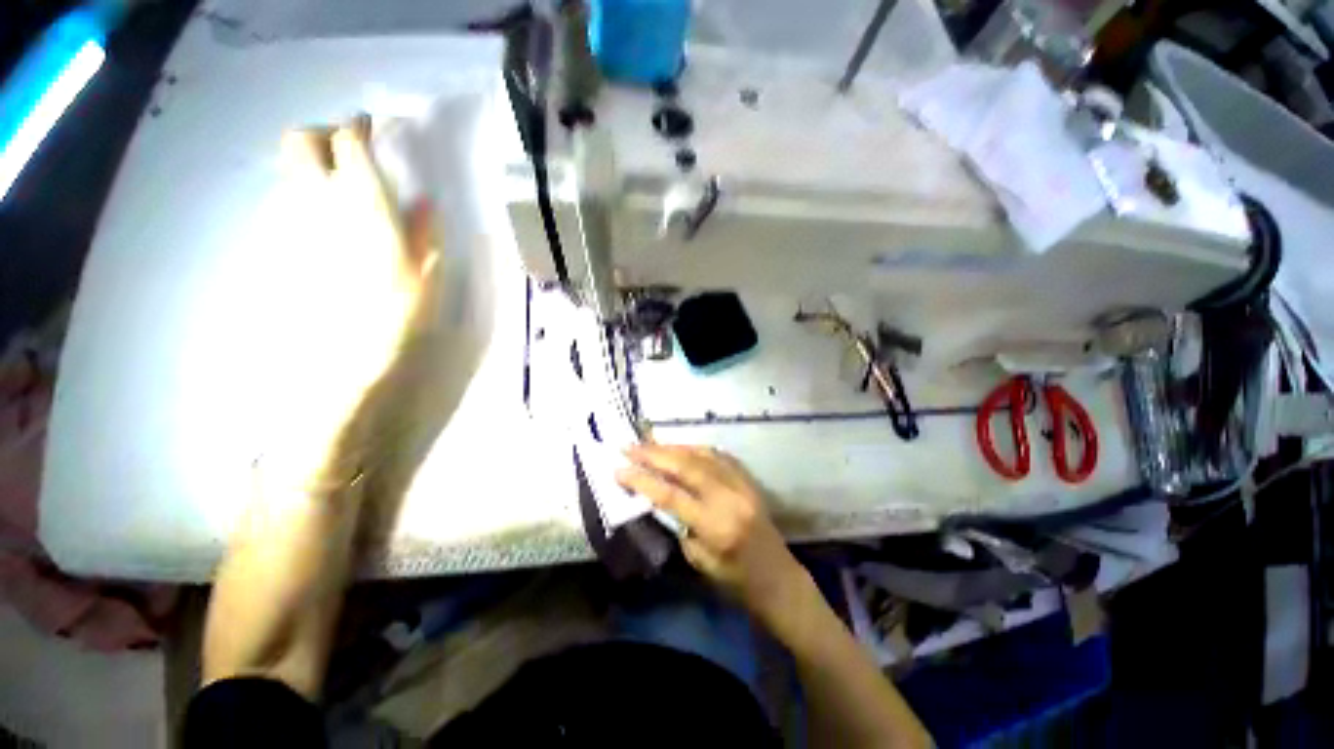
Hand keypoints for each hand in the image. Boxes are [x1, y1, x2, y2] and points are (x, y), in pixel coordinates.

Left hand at [262, 117, 441, 492]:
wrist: (343, 363)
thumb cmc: (396, 320)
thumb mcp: (426, 276)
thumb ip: (424, 232)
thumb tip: (423, 203)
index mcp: (362, 207)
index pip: (349, 142)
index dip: (361, 127)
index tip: (376, 128)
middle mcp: (318, 205)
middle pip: (300, 142)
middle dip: (323, 134)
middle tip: (350, 150)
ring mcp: (292, 225)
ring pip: (290, 173)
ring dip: (314, 167)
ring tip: (342, 188)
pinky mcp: (281, 249)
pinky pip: (288, 207)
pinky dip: (306, 201)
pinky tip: (328, 224)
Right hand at [616, 445, 811, 629]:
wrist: (778, 578)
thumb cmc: (736, 581)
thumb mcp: (699, 561)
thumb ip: (680, 524)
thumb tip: (660, 495)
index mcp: (716, 526)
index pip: (671, 496)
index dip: (643, 480)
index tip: (619, 469)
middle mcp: (730, 498)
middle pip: (686, 467)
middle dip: (654, 455)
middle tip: (629, 447)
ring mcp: (742, 484)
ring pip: (701, 455)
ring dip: (672, 447)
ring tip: (648, 444)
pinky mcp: (748, 478)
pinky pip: (717, 455)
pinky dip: (694, 449)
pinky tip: (679, 448)